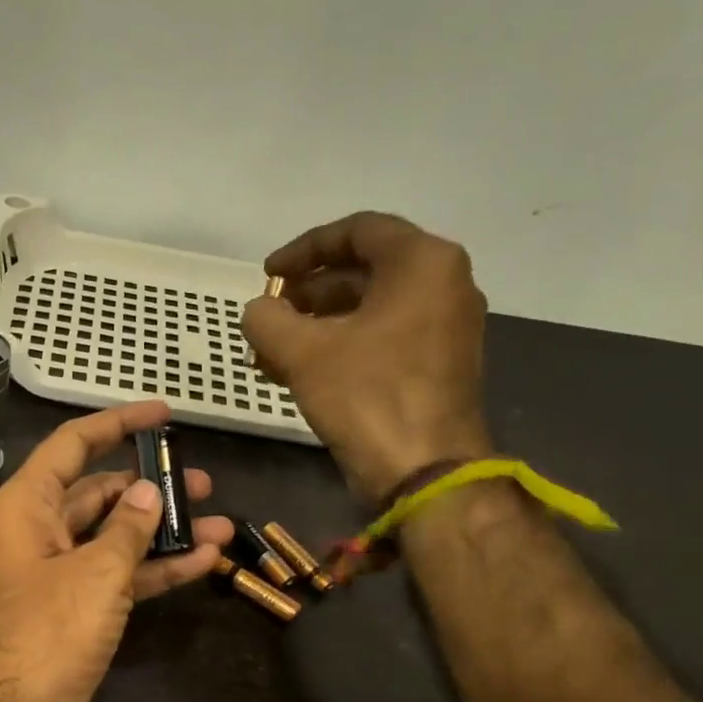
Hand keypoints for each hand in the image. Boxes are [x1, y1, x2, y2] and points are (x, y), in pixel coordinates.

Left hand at [0, 401, 231, 701]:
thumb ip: (128, 528)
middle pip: (100, 492)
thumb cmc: (46, 635)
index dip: (117, 424)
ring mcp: (58, 574)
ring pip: (116, 537)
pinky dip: (156, 569)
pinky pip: (119, 577)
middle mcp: (39, 532)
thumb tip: (149, 492)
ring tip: (219, 520)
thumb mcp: (96, 573)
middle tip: (202, 482)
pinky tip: (203, 561)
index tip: (164, 414)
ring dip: (163, 531)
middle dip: (150, 486)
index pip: (73, 445)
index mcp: (28, 507)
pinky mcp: (76, 611)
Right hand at [241, 212, 492, 502]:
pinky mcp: (436, 365)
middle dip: (307, 292)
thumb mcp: (302, 352)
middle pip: (363, 270)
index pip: (357, 230)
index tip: (267, 274)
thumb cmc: (367, 396)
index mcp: (422, 263)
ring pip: (369, 309)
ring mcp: (444, 327)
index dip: (303, 249)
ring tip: (271, 350)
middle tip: (269, 314)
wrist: (424, 471)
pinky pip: (381, 339)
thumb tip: (259, 311)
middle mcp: (443, 285)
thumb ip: (267, 318)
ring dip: (316, 325)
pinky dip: (340, 347)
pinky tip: (296, 372)